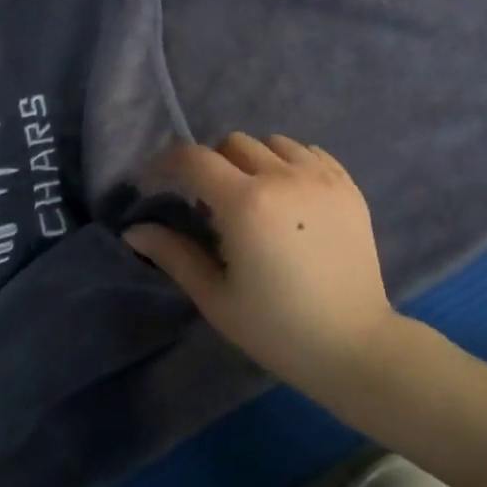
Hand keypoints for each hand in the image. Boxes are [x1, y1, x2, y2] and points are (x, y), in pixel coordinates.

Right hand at [124, 134, 400, 394]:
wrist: (353, 344)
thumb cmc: (276, 328)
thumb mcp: (216, 297)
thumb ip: (174, 255)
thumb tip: (134, 230)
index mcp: (246, 203)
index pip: (194, 158)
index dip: (166, 163)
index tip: (155, 181)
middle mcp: (284, 176)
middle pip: (233, 143)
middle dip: (212, 165)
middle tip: (211, 203)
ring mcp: (321, 176)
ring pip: (273, 142)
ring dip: (253, 161)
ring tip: (255, 198)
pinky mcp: (347, 184)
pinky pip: (309, 152)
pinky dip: (290, 163)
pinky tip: (290, 197)